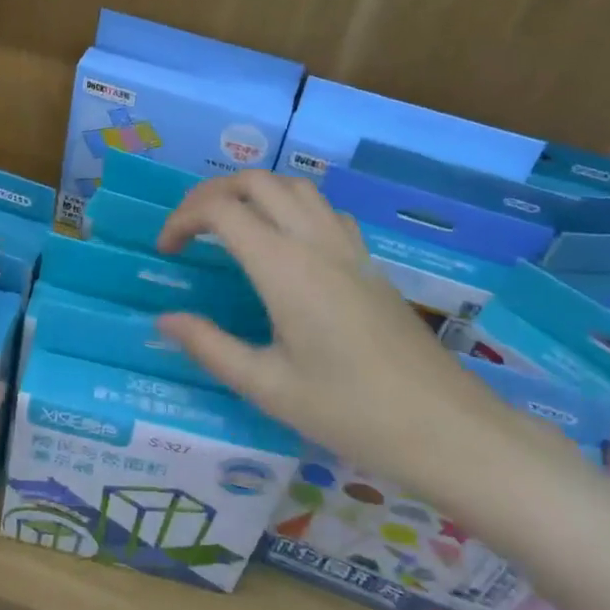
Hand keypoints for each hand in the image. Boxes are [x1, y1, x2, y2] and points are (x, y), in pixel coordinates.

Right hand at [155, 172, 519, 502]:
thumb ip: (210, 347)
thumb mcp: (268, 387)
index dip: (182, 219)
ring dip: (253, 191)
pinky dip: (291, 205)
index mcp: (283, 267)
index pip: (221, 210)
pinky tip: (285, 243)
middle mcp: (314, 241)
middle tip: (189, 229)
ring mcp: (348, 247)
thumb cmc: (351, 412)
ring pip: (294, 186)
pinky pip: (324, 208)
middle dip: (212, 193)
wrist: (446, 428)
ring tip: (229, 226)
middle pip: (256, 181)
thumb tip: (164, 320)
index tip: (166, 251)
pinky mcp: (369, 261)